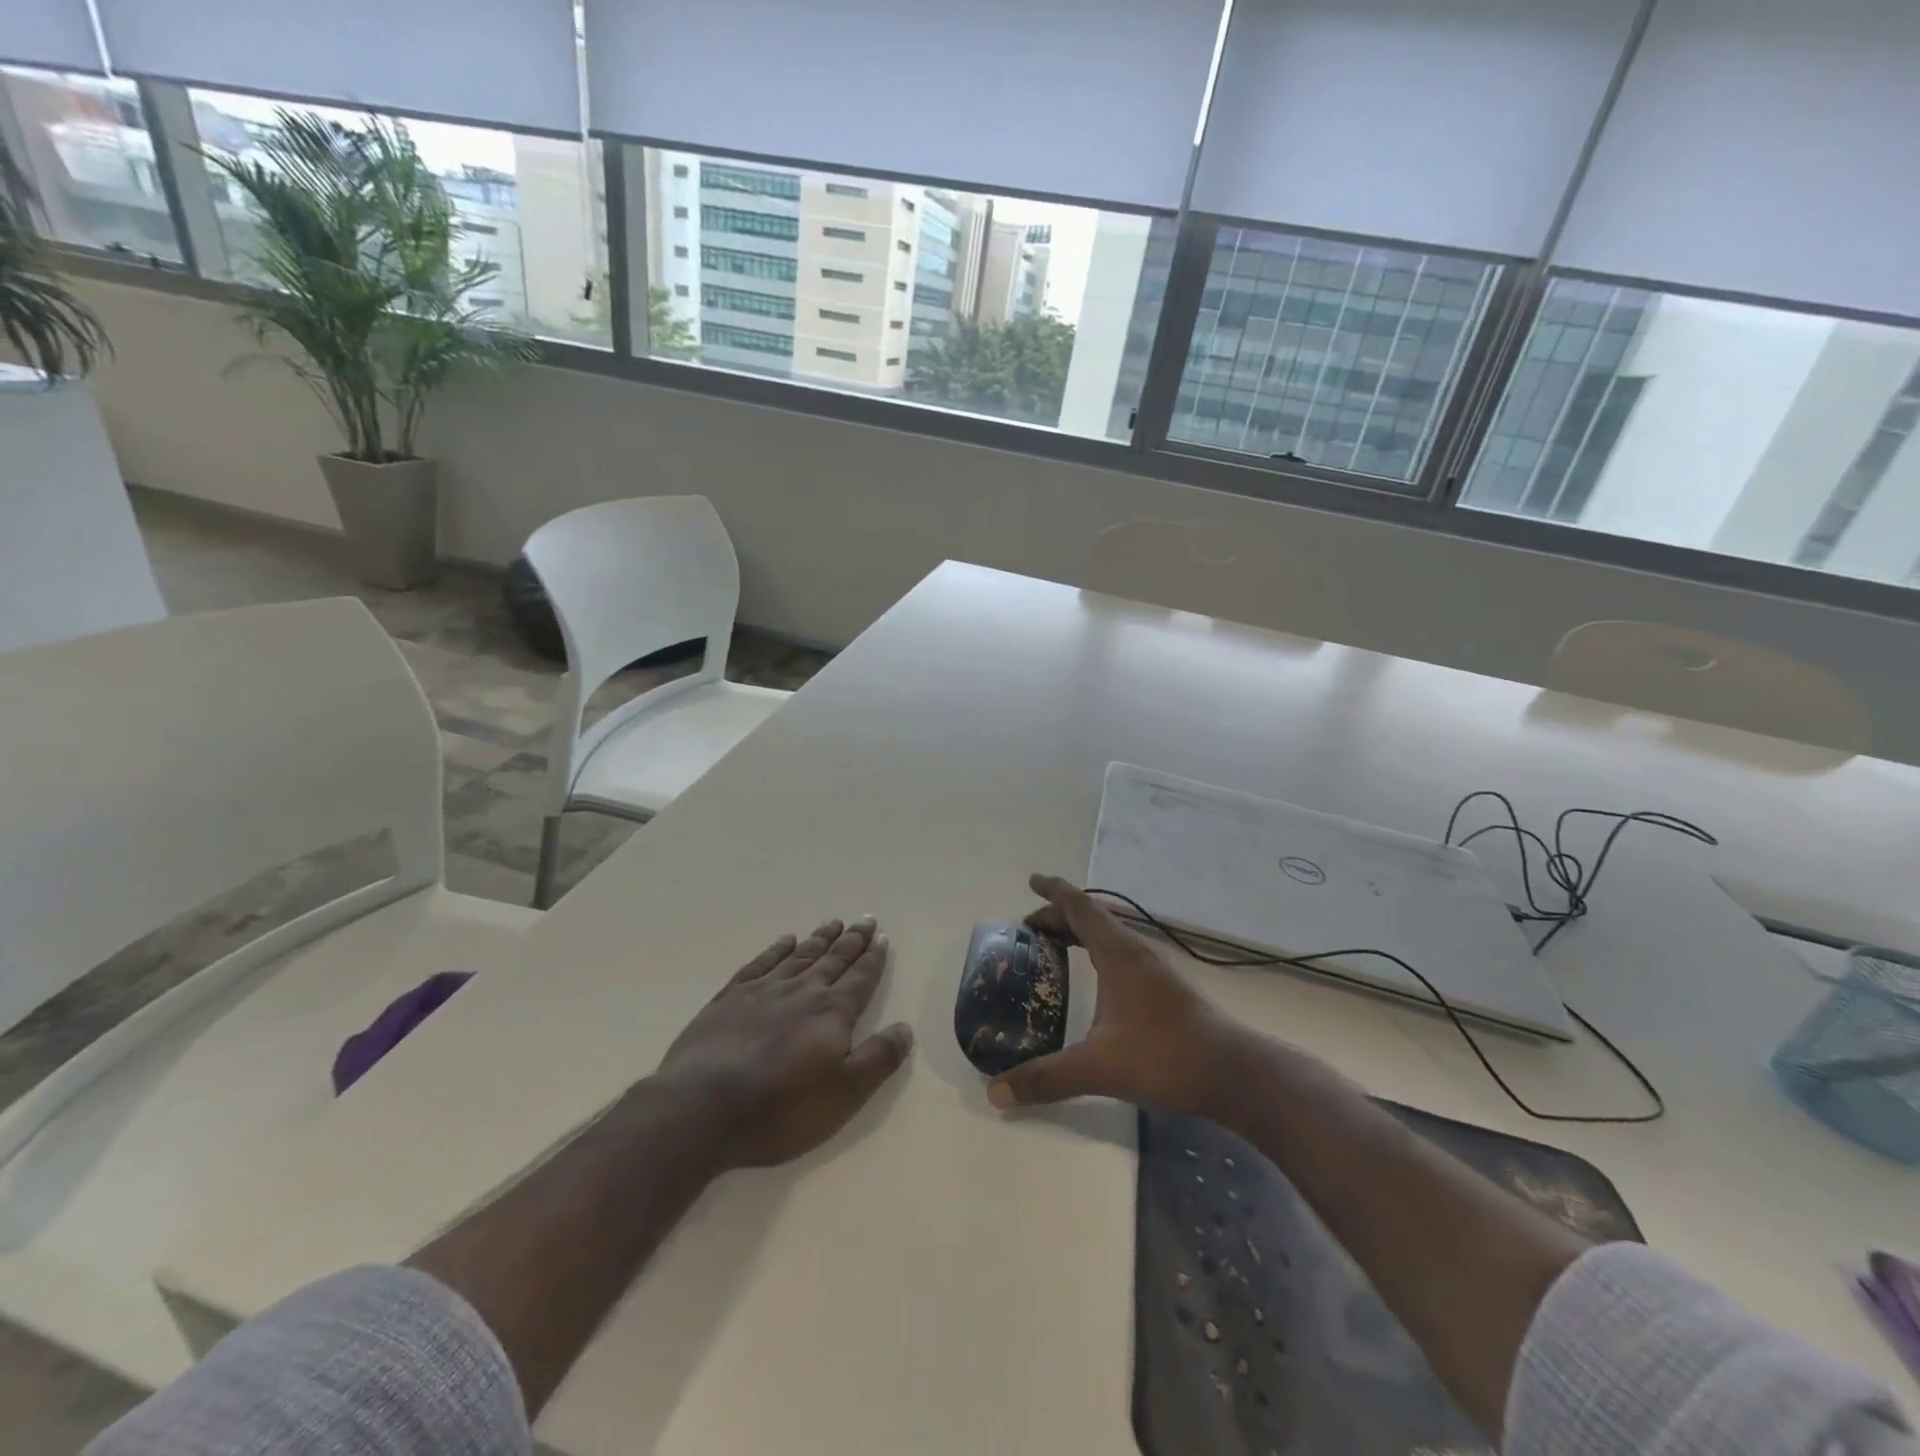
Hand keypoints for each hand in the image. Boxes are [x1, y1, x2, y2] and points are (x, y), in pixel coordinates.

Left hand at [656, 917, 913, 1168]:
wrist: (702, 1107)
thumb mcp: (845, 1094)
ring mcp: (763, 991)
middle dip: (852, 940)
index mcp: (833, 1012)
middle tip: (865, 919)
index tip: (882, 937)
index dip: (873, 958)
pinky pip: (761, 963)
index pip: (860, 978)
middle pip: (834, 959)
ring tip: (833, 923)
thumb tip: (906, 1027)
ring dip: (820, 939)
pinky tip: (785, 941)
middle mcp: (802, 991)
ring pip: (800, 956)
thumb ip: (878, 1058)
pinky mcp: (730, 998)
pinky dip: (776, 950)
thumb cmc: (781, 1107)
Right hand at [986, 875, 1244, 1115]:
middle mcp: (1136, 952)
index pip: (1080, 906)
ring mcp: (1155, 970)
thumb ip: (1046, 1078)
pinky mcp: (1166, 989)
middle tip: (1029, 929)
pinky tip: (1096, 983)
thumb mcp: (1098, 1068)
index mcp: (1118, 953)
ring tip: (1054, 948)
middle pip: (1092, 918)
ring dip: (1080, 934)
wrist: (1234, 1073)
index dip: (1054, 891)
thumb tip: (995, 1092)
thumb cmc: (1164, 1056)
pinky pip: (1121, 954)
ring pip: (1109, 936)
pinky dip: (1098, 953)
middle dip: (1059, 916)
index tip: (1032, 880)